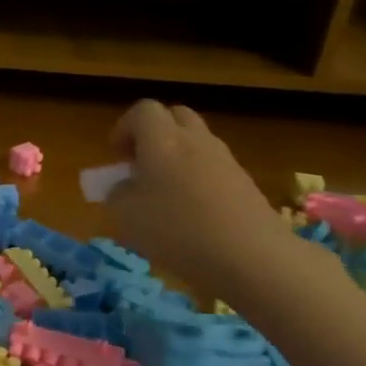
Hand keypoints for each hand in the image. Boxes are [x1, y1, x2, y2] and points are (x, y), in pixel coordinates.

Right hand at [105, 100, 293, 300]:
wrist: (249, 255)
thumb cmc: (176, 230)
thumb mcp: (126, 216)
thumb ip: (117, 194)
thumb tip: (124, 187)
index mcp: (162, 140)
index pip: (142, 111)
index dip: (124, 128)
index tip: (117, 157)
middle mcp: (195, 140)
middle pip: (175, 117)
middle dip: (154, 135)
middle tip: (141, 165)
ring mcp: (225, 159)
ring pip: (197, 142)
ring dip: (177, 157)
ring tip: (165, 195)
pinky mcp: (245, 182)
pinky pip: (214, 168)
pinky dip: (198, 179)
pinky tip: (192, 214)